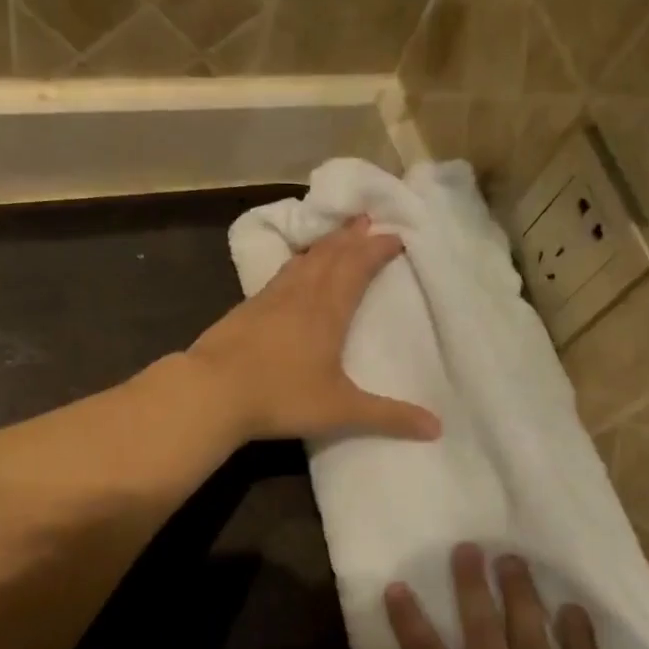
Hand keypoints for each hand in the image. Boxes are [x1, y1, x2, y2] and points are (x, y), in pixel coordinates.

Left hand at [186, 217, 441, 444]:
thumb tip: (437, 428)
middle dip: (352, 237)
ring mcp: (269, 299)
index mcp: (327, 310)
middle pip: (330, 254)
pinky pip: (280, 275)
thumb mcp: (341, 410)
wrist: (211, 392)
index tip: (396, 235)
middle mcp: (300, 295)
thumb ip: (388, 416)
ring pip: (303, 261)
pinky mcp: (245, 309)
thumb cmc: (281, 396)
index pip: (357, 267)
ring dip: (324, 245)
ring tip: (336, 236)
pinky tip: (292, 272)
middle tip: (367, 220)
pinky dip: (296, 264)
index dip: (377, 249)